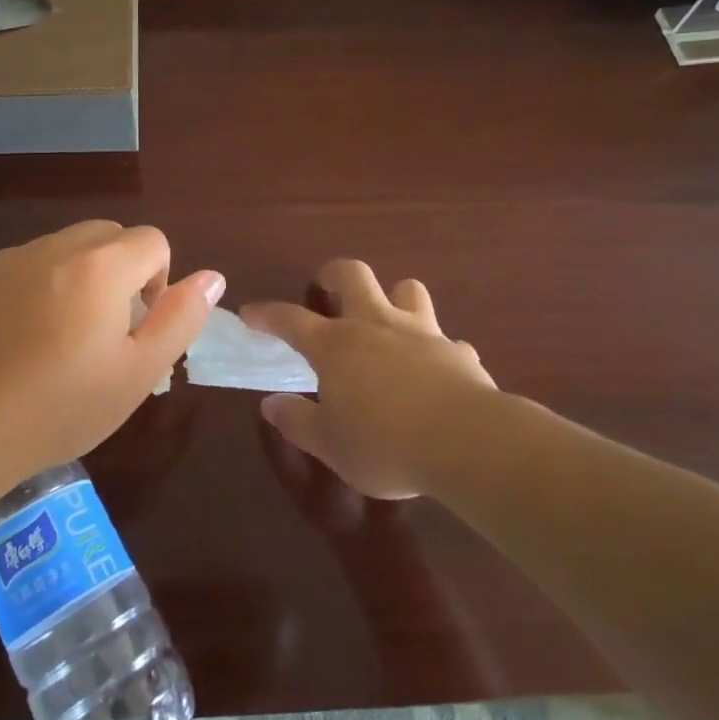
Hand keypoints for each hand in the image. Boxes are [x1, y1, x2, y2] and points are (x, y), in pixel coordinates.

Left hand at [0, 221, 223, 489]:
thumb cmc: (62, 407)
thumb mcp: (138, 372)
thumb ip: (181, 318)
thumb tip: (212, 277)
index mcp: (101, 266)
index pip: (153, 240)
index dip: (159, 280)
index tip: (138, 327)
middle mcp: (55, 247)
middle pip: (109, 235)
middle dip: (122, 270)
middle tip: (106, 330)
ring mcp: (10, 258)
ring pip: (65, 246)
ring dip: (80, 275)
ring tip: (62, 335)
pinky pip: (25, 264)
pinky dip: (38, 284)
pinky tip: (20, 337)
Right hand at [242, 260, 499, 498]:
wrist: (467, 442)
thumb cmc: (385, 444)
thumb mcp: (331, 445)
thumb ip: (298, 422)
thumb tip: (271, 404)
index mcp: (336, 345)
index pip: (290, 319)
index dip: (267, 314)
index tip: (251, 313)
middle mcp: (376, 325)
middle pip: (353, 275)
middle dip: (335, 274)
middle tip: (328, 288)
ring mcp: (422, 333)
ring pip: (407, 290)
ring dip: (395, 298)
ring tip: (388, 320)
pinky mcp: (458, 351)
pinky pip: (446, 340)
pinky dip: (437, 350)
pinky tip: (436, 372)